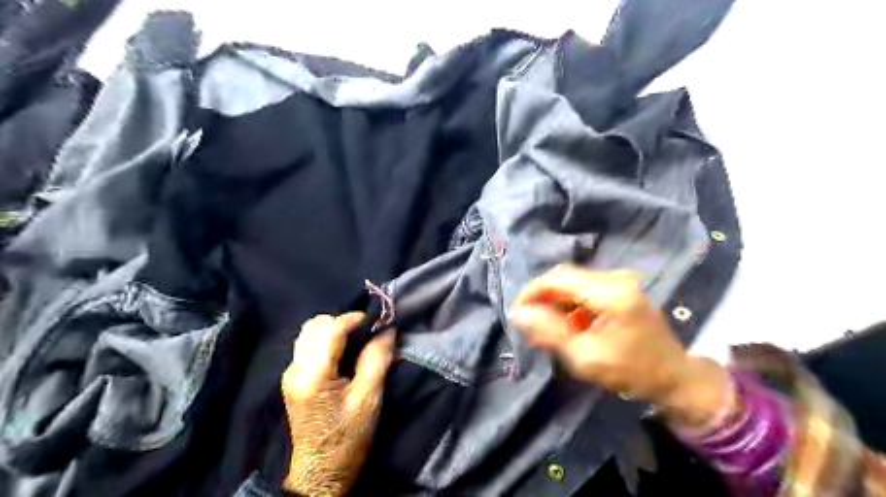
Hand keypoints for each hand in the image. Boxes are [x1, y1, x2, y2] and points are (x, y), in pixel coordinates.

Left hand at [282, 315, 395, 496]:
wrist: (321, 471)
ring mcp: (290, 373)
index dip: (354, 319)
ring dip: (333, 329)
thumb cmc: (348, 437)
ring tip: (356, 341)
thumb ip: (377, 359)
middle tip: (366, 333)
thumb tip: (387, 330)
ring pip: (309, 332)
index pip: (331, 329)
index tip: (376, 322)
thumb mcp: (369, 399)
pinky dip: (326, 339)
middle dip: (343, 322)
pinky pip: (307, 344)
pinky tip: (343, 353)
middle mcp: (295, 369)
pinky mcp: (293, 378)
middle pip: (315, 325)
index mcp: (313, 375)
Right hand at [512, 267, 734, 428]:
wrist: (676, 378)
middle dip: (542, 297)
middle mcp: (615, 278)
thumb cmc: (633, 372)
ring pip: (573, 282)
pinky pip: (585, 289)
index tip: (516, 313)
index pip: (558, 279)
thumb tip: (518, 313)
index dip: (532, 292)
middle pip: (565, 277)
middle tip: (528, 322)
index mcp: (610, 292)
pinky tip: (567, 325)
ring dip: (555, 302)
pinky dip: (570, 304)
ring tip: (545, 328)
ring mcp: (621, 281)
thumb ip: (550, 332)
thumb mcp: (586, 357)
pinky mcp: (622, 288)